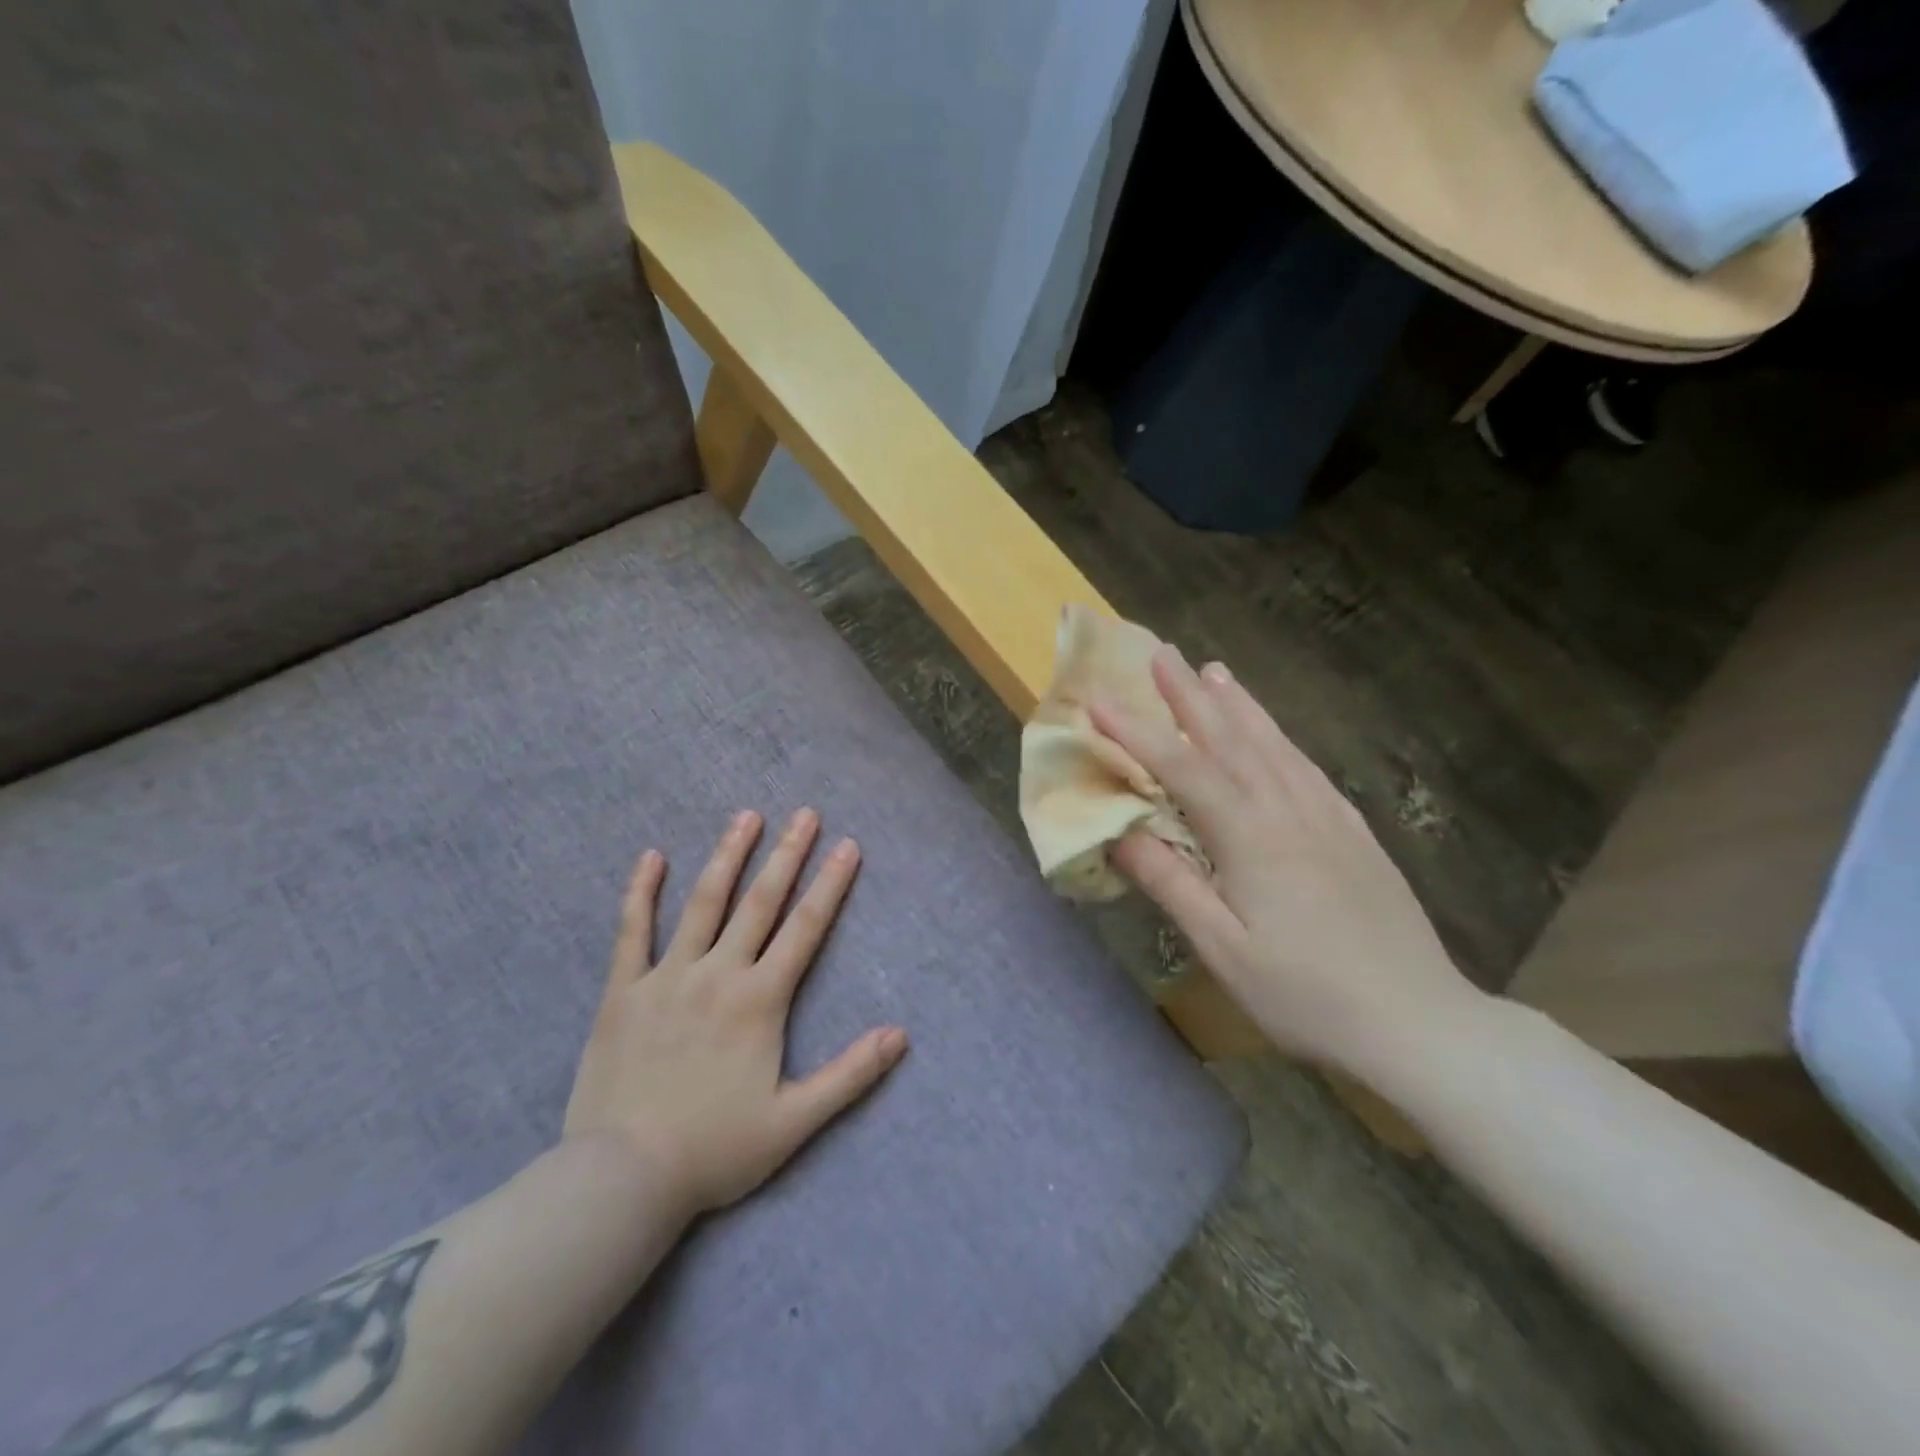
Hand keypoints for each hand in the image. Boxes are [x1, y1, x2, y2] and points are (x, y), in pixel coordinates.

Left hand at [562, 809, 907, 1213]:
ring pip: (704, 903)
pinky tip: (651, 857)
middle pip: (760, 901)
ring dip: (728, 855)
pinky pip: (632, 931)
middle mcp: (719, 974)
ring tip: (746, 817)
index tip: (847, 846)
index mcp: (760, 1000)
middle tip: (805, 813)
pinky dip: (641, 892)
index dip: (830, 884)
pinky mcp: (624, 991)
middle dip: (787, 854)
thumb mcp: (794, 1122)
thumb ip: (849, 1075)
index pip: (806, 928)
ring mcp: (668, 977)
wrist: (623, 1178)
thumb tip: (900, 1035)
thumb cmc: (714, 1149)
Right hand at [1094, 650, 1484, 1076]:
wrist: (1418, 1021)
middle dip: (1190, 695)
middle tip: (1163, 654)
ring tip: (1215, 671)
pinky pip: (1307, 767)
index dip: (1137, 732)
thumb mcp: (1223, 950)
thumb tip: (1119, 834)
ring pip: (1273, 744)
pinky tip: (1274, 734)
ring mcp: (1326, 817)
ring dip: (1238, 704)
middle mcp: (1287, 810)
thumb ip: (1171, 885)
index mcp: (1250, 837)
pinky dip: (1280, 737)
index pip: (1182, 768)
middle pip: (1230, 739)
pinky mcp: (1352, 832)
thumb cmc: (1305, 994)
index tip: (1099, 701)